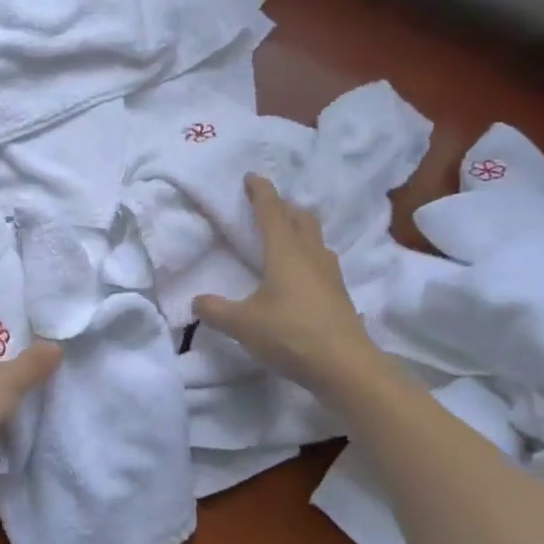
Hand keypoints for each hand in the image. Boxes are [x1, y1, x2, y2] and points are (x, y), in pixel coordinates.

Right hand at [193, 174, 373, 392]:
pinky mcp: (340, 295)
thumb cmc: (290, 335)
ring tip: (287, 235)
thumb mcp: (242, 324)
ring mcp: (331, 275)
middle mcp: (310, 255)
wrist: (346, 367)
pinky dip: (310, 257)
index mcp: (285, 252)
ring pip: (316, 240)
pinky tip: (304, 274)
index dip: (260, 192)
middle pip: (301, 219)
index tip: (251, 177)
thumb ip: (215, 310)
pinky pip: (323, 263)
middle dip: (284, 207)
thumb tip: (197, 301)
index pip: (271, 211)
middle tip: (269, 206)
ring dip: (301, 230)